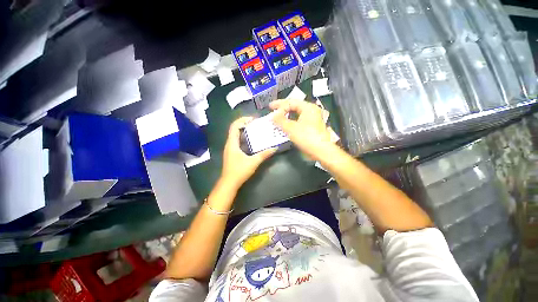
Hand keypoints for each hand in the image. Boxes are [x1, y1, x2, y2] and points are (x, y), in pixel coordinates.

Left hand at [221, 117, 276, 189]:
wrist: (229, 183)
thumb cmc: (239, 171)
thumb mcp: (253, 162)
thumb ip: (264, 154)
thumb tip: (275, 148)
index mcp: (232, 143)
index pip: (234, 126)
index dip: (243, 120)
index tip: (253, 119)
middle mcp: (229, 144)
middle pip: (234, 129)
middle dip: (244, 124)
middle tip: (256, 123)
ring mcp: (230, 148)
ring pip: (235, 135)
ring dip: (244, 130)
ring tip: (255, 130)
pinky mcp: (232, 153)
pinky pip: (237, 141)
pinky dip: (243, 137)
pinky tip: (251, 141)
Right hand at [270, 99, 332, 160]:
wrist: (321, 151)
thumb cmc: (306, 137)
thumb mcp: (291, 128)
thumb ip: (280, 120)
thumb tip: (272, 116)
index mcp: (308, 107)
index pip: (291, 102)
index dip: (279, 104)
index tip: (270, 108)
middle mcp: (311, 111)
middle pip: (294, 106)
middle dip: (283, 108)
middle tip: (273, 110)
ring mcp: (312, 119)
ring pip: (297, 114)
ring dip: (286, 115)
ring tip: (278, 117)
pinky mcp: (312, 127)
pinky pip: (299, 120)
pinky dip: (291, 121)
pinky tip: (286, 125)